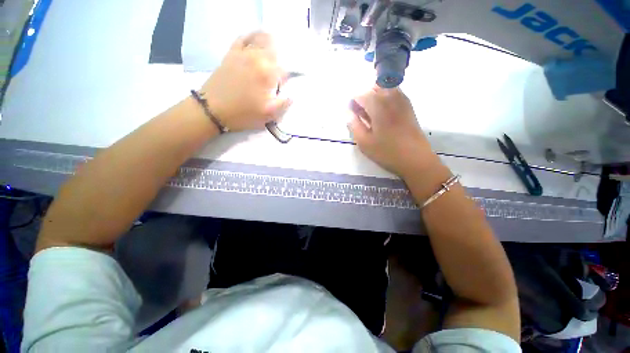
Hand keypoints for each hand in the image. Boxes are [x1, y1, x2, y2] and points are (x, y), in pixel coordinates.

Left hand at [200, 32, 290, 131]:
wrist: (213, 109)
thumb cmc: (244, 114)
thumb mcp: (268, 115)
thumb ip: (284, 104)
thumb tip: (292, 96)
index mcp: (268, 74)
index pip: (286, 70)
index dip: (288, 78)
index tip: (284, 87)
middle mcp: (257, 58)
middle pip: (276, 50)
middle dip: (281, 60)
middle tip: (279, 71)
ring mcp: (243, 53)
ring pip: (261, 39)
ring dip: (271, 44)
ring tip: (273, 53)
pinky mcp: (232, 53)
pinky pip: (243, 38)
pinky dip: (252, 37)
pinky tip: (256, 42)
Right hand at [348, 87, 438, 177]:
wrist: (415, 159)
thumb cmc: (386, 152)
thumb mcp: (364, 142)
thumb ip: (353, 124)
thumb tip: (347, 112)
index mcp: (378, 105)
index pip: (361, 95)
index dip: (353, 103)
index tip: (351, 115)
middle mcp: (391, 97)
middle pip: (374, 87)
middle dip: (364, 97)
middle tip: (361, 114)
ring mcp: (402, 100)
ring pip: (385, 88)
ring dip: (375, 96)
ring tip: (372, 115)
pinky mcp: (408, 107)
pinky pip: (394, 94)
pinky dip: (385, 99)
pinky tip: (383, 115)